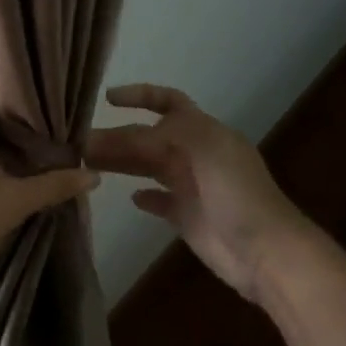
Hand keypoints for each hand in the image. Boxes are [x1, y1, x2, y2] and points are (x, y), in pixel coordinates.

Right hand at [86, 83, 314, 304]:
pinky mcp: (187, 217)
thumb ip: (160, 136)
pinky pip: (160, 200)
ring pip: (148, 166)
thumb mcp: (202, 148)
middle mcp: (195, 154)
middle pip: (149, 137)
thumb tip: (122, 133)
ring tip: (88, 163)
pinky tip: (129, 197)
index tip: (107, 98)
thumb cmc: (237, 193)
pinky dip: (144, 197)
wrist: (265, 251)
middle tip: (80, 144)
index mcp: (204, 131)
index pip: (169, 101)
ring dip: (122, 162)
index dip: (140, 95)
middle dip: (118, 136)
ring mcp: (191, 186)